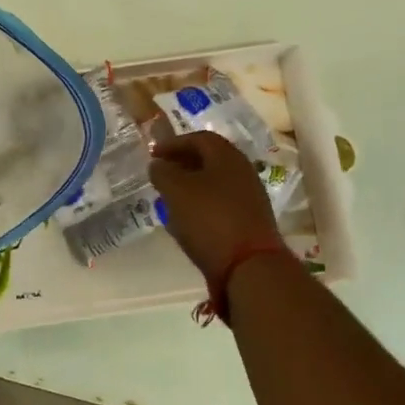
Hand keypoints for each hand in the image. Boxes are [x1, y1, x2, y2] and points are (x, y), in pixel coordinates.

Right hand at [148, 131, 280, 280]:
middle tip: (161, 174)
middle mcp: (243, 172)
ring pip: (215, 184)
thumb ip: (163, 172)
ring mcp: (250, 199)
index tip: (153, 154)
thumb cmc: (210, 219)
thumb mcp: (176, 191)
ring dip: (191, 187)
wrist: (250, 267)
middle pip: (210, 160)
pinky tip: (187, 221)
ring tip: (169, 198)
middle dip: (182, 164)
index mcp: (227, 157)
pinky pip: (221, 205)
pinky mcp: (250, 223)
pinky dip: (201, 206)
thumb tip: (158, 164)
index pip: (199, 138)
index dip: (174, 143)